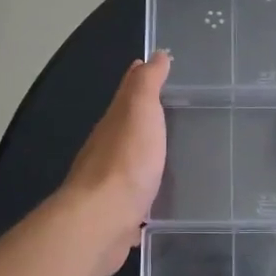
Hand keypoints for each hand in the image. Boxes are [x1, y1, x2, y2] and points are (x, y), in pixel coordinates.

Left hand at [61, 51, 170, 275]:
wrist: (101, 221)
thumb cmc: (126, 161)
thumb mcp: (140, 111)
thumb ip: (147, 84)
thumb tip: (156, 54)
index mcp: (114, 122)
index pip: (128, 91)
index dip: (141, 77)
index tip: (159, 66)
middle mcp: (108, 148)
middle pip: (127, 126)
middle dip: (145, 116)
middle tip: (174, 109)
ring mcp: (111, 183)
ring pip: (131, 161)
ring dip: (146, 155)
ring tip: (172, 153)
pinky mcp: (119, 214)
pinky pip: (136, 197)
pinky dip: (145, 192)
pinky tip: (159, 199)